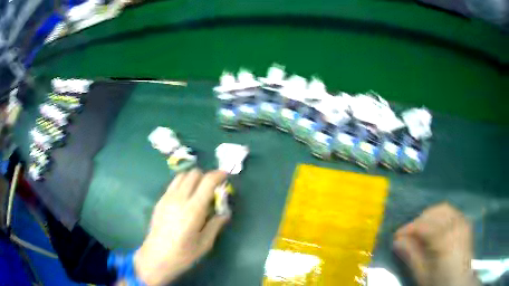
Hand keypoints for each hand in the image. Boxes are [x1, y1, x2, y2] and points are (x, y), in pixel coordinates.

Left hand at [134, 169, 229, 285]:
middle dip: (206, 176)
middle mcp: (179, 199)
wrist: (156, 258)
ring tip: (199, 191)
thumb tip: (225, 213)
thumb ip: (216, 225)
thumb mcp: (205, 243)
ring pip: (182, 175)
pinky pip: (173, 184)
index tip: (226, 176)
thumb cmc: (183, 255)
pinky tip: (186, 198)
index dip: (219, 175)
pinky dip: (183, 184)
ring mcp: (167, 198)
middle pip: (194, 174)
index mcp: (193, 210)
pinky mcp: (160, 201)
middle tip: (213, 189)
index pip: (207, 182)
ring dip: (194, 178)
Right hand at [393, 203, 479, 285]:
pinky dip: (441, 216)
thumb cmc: (440, 282)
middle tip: (409, 234)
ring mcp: (463, 222)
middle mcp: (456, 225)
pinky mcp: (466, 223)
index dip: (408, 228)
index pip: (424, 225)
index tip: (396, 236)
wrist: (460, 282)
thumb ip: (411, 256)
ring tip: (422, 230)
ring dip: (430, 216)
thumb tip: (397, 241)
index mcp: (445, 240)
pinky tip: (436, 229)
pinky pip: (452, 212)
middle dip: (419, 220)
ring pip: (444, 209)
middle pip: (434, 212)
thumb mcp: (423, 274)